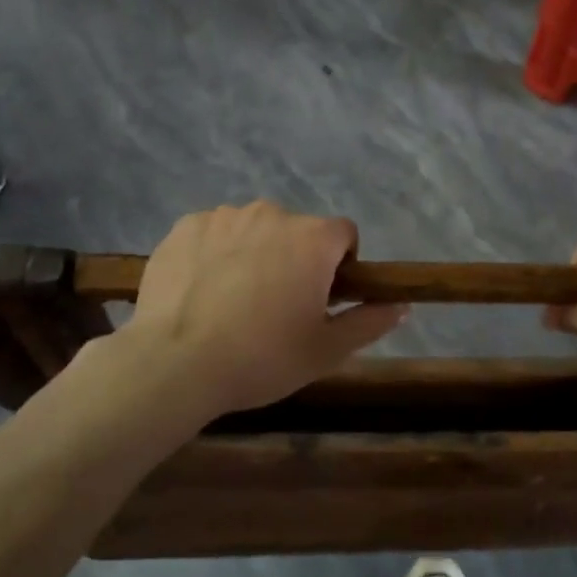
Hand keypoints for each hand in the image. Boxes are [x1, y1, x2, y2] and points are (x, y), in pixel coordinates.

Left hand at [115, 201, 406, 421]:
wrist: (175, 364)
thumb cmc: (262, 358)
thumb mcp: (326, 350)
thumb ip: (369, 322)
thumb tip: (402, 306)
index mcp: (312, 238)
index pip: (344, 234)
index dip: (341, 265)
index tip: (322, 300)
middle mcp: (272, 213)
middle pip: (297, 231)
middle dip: (295, 260)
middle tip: (276, 308)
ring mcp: (224, 216)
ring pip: (254, 230)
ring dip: (255, 253)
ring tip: (233, 302)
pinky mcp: (184, 226)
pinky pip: (214, 233)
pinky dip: (215, 253)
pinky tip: (202, 291)